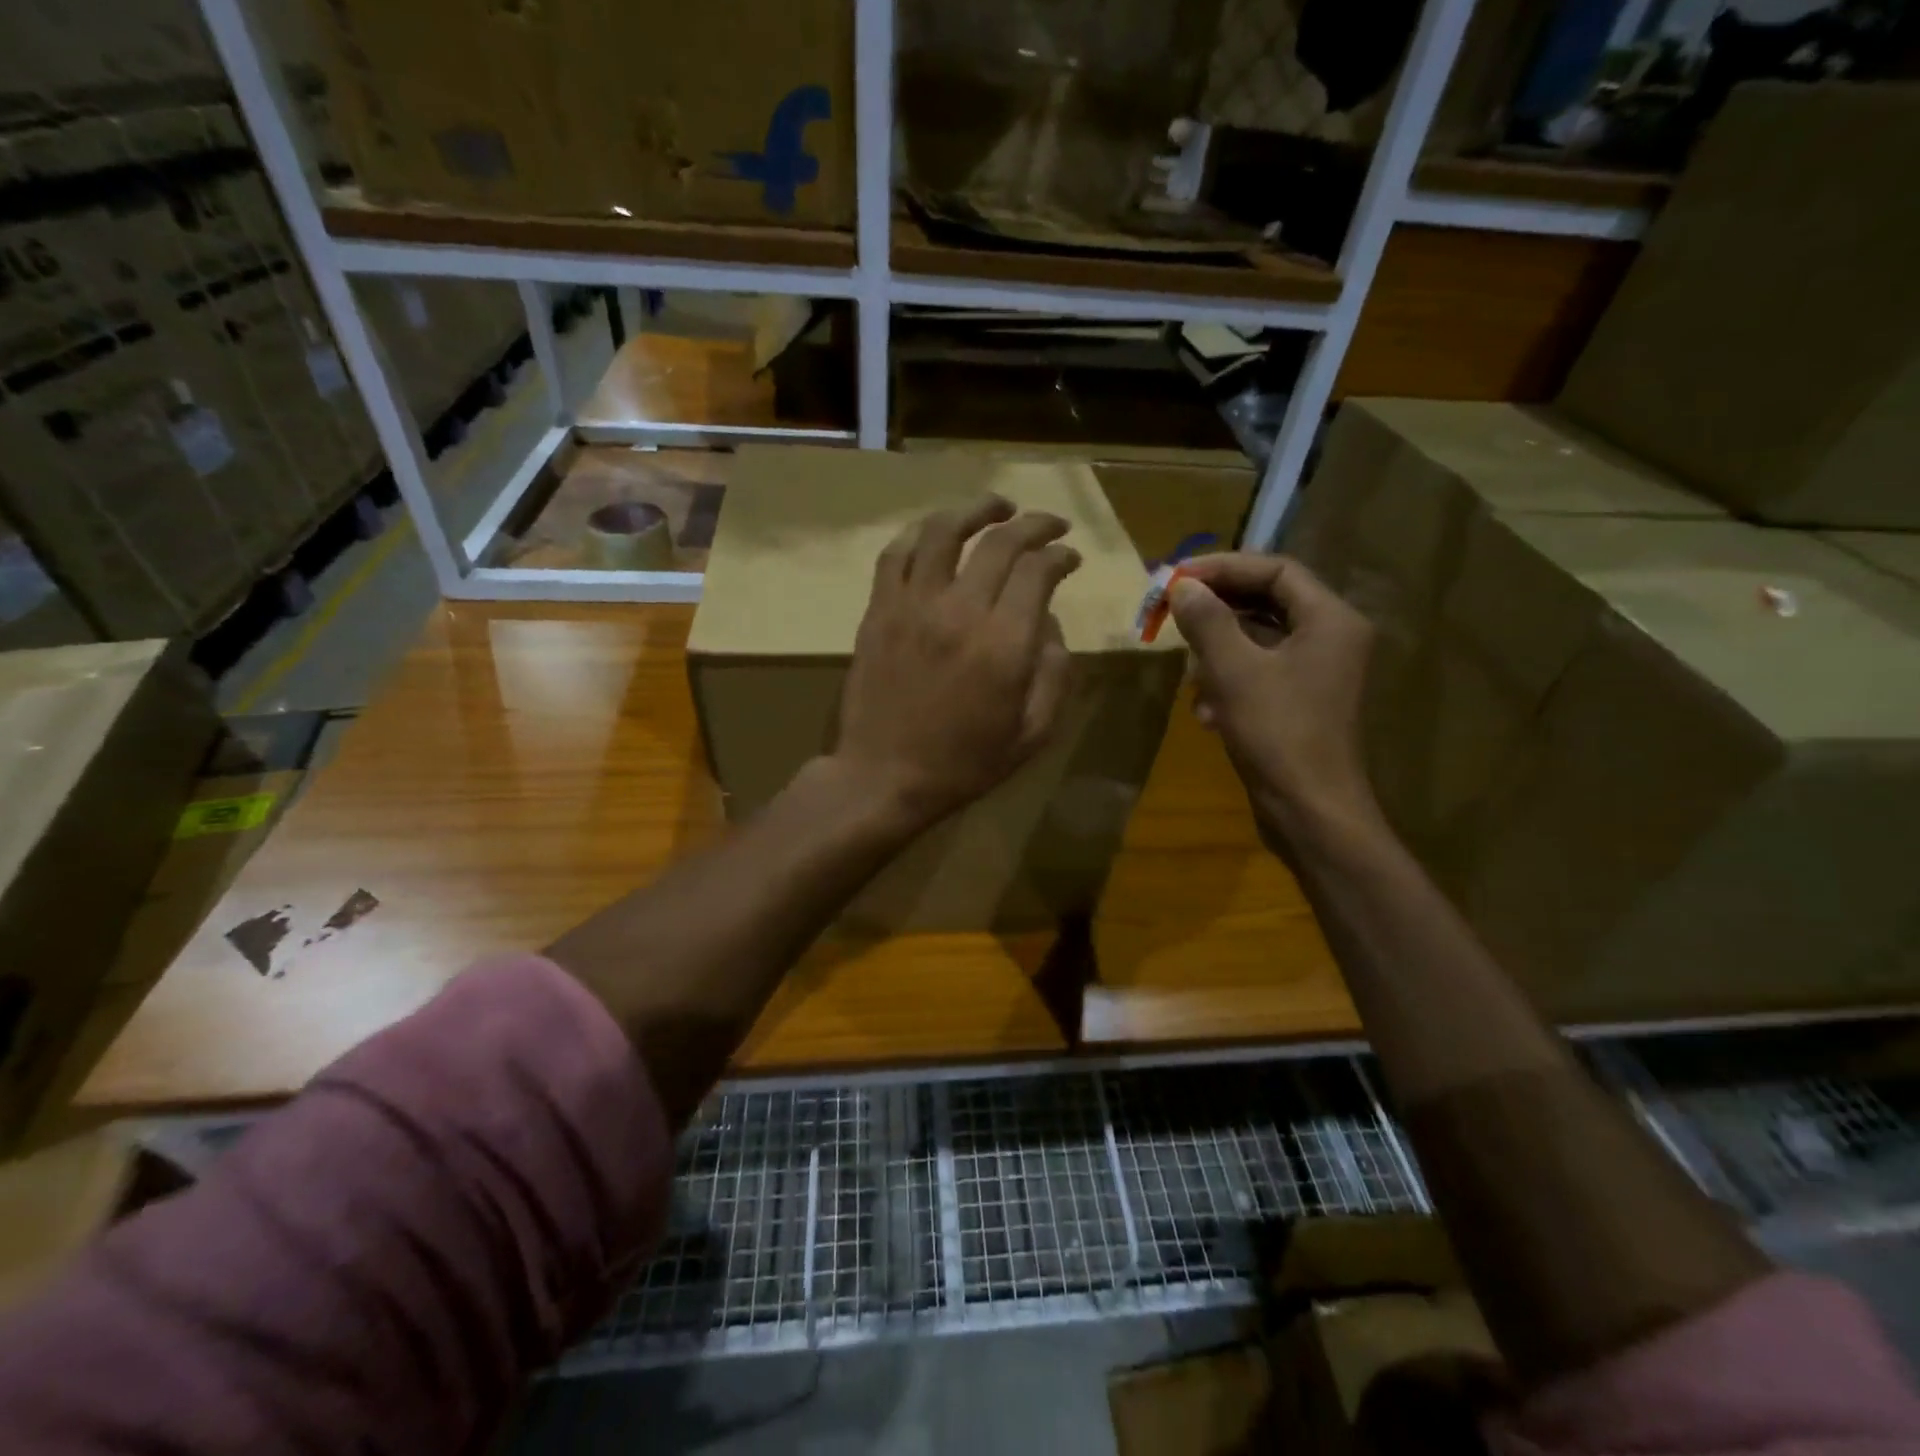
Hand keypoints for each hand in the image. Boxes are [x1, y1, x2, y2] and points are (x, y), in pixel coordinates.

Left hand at [832, 496, 1080, 830]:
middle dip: (1034, 524)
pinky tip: (936, 532)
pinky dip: (919, 533)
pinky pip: (895, 554)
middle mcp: (959, 611)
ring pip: (943, 531)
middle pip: (1000, 542)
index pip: (1038, 571)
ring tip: (997, 506)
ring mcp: (912, 606)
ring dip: (975, 509)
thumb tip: (1051, 625)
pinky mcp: (878, 611)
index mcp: (1004, 645)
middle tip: (1050, 524)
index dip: (1060, 555)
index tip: (1071, 557)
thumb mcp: (1033, 733)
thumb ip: (1055, 674)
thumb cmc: (964, 764)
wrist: (884, 777)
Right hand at [1168, 553, 1379, 847]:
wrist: (1310, 811)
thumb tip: (1182, 586)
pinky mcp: (1300, 703)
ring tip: (1189, 671)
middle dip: (1216, 610)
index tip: (1177, 577)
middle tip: (1171, 612)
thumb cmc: (1277, 733)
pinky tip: (1206, 712)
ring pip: (1258, 640)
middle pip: (1267, 602)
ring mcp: (1317, 673)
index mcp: (1330, 619)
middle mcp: (1331, 638)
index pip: (1276, 570)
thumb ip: (1207, 621)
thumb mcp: (1234, 671)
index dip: (1224, 567)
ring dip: (1218, 651)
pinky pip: (1259, 673)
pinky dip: (1229, 683)